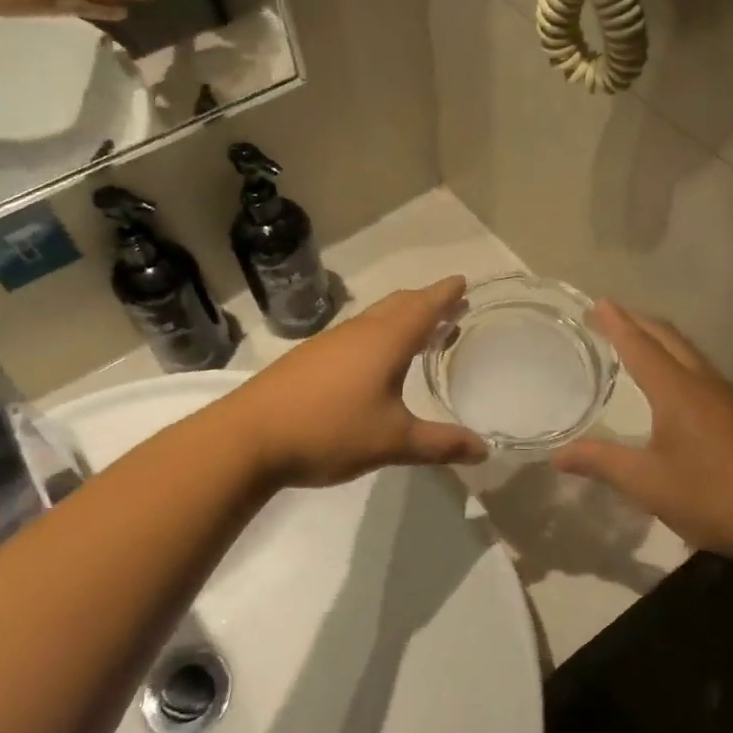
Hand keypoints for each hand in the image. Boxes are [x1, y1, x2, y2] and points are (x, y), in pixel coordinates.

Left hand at [225, 277, 487, 486]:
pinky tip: (374, 362)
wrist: (248, 437)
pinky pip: (355, 336)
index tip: (463, 282)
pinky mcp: (308, 359)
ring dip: (401, 319)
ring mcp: (329, 343)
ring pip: (374, 319)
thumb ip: (440, 444)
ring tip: (420, 333)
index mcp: (385, 341)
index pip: (424, 307)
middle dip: (427, 303)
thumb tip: (484, 450)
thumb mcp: (393, 442)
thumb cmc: (329, 431)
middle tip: (450, 308)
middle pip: (399, 305)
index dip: (446, 294)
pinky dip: (378, 336)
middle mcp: (358, 332)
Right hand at [553, 302, 732, 558]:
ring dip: (662, 340)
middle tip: (612, 316)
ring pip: (691, 354)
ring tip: (640, 342)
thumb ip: (600, 462)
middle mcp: (705, 383)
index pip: (640, 345)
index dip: (617, 323)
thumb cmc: (708, 495)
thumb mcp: (645, 482)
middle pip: (669, 338)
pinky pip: (704, 373)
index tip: (598, 303)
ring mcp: (730, 398)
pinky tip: (678, 386)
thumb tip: (557, 455)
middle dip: (639, 322)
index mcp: (677, 390)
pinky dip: (680, 362)